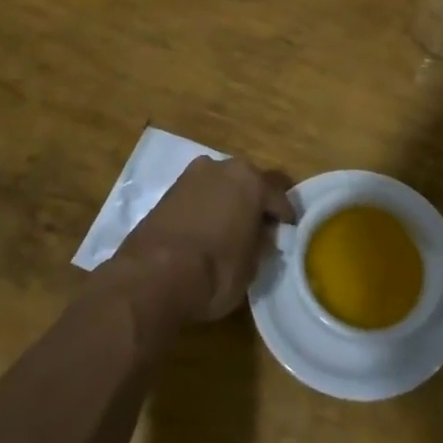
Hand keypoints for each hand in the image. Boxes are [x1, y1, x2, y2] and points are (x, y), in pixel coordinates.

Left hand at [110, 156, 295, 321]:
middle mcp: (222, 168)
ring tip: (230, 230)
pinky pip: (197, 197)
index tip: (288, 233)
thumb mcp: (252, 265)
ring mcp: (190, 176)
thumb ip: (261, 243)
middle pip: (247, 182)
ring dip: (227, 202)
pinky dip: (205, 209)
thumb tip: (261, 236)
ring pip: (220, 186)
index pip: (278, 196)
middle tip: (259, 228)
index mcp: (251, 180)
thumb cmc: (216, 270)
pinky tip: (205, 231)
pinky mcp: (167, 192)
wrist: (154, 275)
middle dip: (254, 202)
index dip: (285, 217)